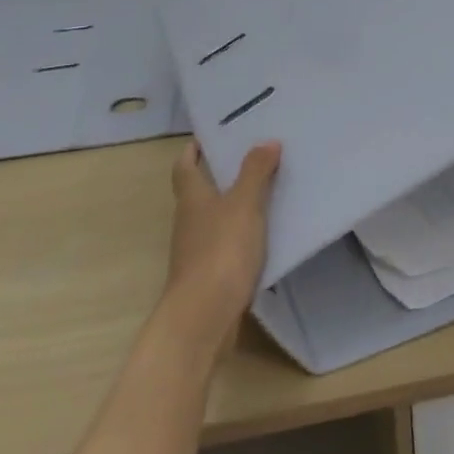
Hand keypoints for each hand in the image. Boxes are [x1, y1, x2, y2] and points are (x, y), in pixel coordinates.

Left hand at [163, 139, 281, 353]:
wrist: (204, 316)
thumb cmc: (221, 251)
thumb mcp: (244, 205)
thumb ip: (255, 172)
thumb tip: (266, 141)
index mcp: (192, 198)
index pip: (185, 166)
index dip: (193, 150)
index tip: (210, 137)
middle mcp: (189, 221)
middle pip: (200, 191)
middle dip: (220, 174)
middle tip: (253, 157)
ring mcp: (198, 250)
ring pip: (215, 218)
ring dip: (235, 204)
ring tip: (269, 191)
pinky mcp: (211, 274)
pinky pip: (228, 243)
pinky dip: (244, 233)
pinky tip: (268, 233)